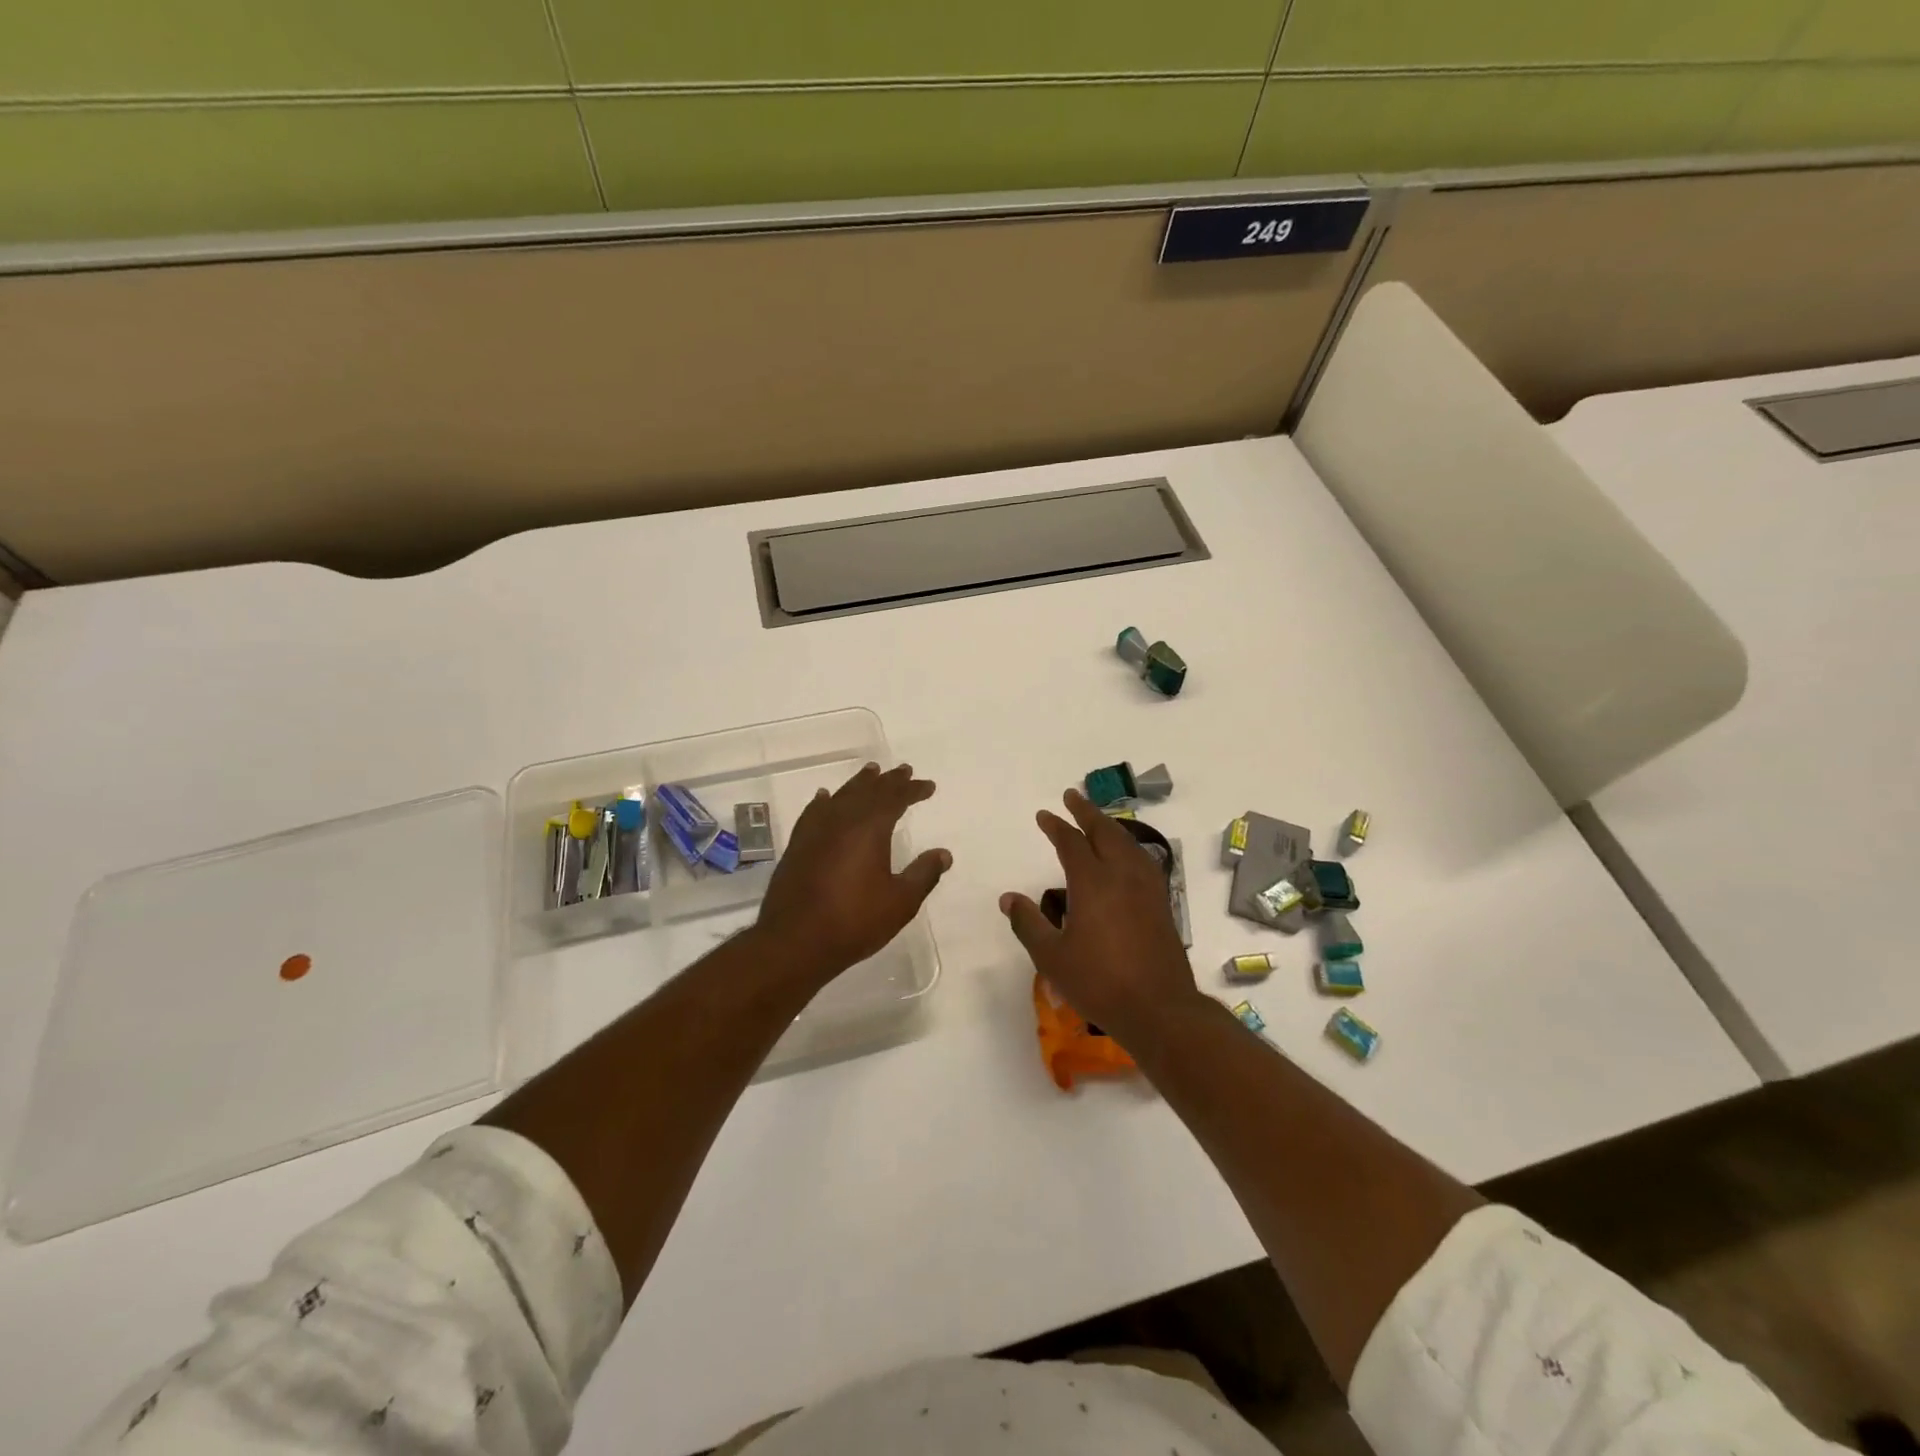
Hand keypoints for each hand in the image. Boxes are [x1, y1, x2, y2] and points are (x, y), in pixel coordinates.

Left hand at [755, 762, 950, 986]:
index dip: (913, 789)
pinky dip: (825, 801)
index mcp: (870, 828)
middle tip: (903, 770)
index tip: (928, 786)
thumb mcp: (900, 902)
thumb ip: (924, 874)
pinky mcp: (797, 845)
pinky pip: (814, 812)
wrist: (794, 941)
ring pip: (841, 796)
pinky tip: (825, 798)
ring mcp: (815, 831)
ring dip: (859, 784)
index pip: (895, 798)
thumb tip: (944, 854)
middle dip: (888, 780)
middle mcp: (842, 820)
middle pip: (868, 791)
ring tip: (870, 772)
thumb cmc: (854, 921)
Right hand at [999, 789, 1200, 1042]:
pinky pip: (1142, 859)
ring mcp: (1147, 888)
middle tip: (1072, 796)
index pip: (1072, 843)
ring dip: (1109, 826)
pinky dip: (1128, 845)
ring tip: (1097, 820)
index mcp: (1093, 883)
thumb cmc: (1099, 982)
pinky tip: (1126, 855)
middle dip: (1086, 812)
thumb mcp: (1052, 957)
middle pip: (1104, 832)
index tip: (1044, 814)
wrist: (1159, 1008)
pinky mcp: (1162, 903)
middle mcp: (1122, 875)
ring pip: (1128, 843)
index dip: (1056, 826)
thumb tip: (1008, 898)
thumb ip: (1028, 923)